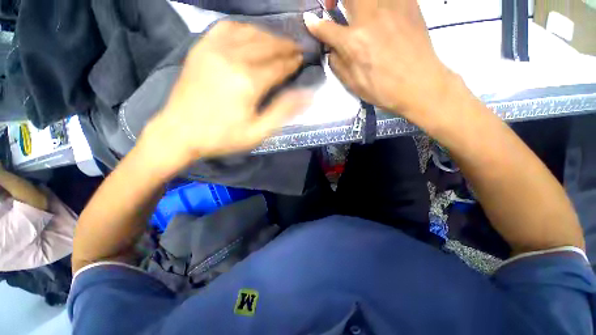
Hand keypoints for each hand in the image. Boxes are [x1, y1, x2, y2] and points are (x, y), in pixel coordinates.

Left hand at [140, 21, 310, 174]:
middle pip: (267, 45)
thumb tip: (307, 96)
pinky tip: (250, 33)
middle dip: (285, 46)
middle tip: (296, 47)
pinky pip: (226, 27)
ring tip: (279, 41)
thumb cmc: (223, 137)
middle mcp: (233, 59)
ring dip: (268, 35)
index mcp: (248, 82)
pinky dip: (243, 27)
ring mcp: (214, 50)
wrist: (180, 132)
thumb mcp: (258, 133)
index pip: (278, 66)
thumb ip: (282, 112)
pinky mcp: (201, 48)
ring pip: (249, 32)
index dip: (292, 62)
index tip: (302, 59)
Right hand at [304, 0, 460, 128]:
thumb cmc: (383, 89)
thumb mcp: (353, 83)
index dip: (314, 23)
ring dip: (355, 0)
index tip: (310, 20)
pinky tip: (377, 11)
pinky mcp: (408, 3)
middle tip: (333, 6)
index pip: (326, 27)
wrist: (420, 84)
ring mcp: (391, 6)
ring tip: (355, 9)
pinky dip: (376, 3)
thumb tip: (329, 48)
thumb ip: (337, 63)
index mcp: (354, 43)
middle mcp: (369, 17)